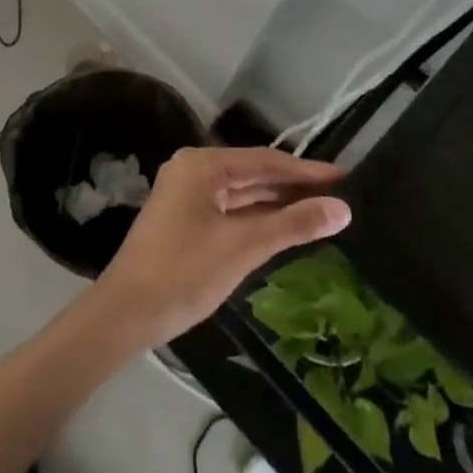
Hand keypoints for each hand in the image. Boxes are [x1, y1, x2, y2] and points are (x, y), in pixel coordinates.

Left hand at [89, 147, 350, 349]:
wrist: (127, 312)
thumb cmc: (185, 271)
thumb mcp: (244, 246)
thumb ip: (293, 224)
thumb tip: (342, 208)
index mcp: (202, 164)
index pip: (264, 160)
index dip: (306, 170)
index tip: (345, 178)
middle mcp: (193, 171)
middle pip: (253, 174)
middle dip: (294, 186)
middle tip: (339, 197)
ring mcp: (186, 196)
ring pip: (242, 194)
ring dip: (277, 204)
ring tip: (321, 212)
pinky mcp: (185, 221)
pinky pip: (229, 211)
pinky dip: (257, 219)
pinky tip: (284, 229)